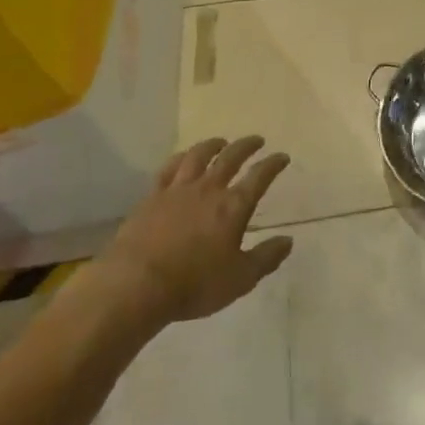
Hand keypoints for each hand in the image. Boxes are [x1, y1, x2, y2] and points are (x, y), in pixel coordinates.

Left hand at [101, 137, 294, 322]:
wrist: (136, 284)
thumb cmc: (194, 284)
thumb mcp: (240, 279)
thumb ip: (266, 258)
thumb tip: (288, 240)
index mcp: (233, 207)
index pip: (259, 177)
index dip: (273, 164)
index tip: (282, 157)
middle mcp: (208, 189)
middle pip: (231, 158)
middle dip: (246, 146)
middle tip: (256, 140)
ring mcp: (178, 190)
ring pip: (199, 156)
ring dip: (213, 145)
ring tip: (221, 142)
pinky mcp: (152, 197)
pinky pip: (169, 168)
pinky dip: (180, 158)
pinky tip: (183, 158)